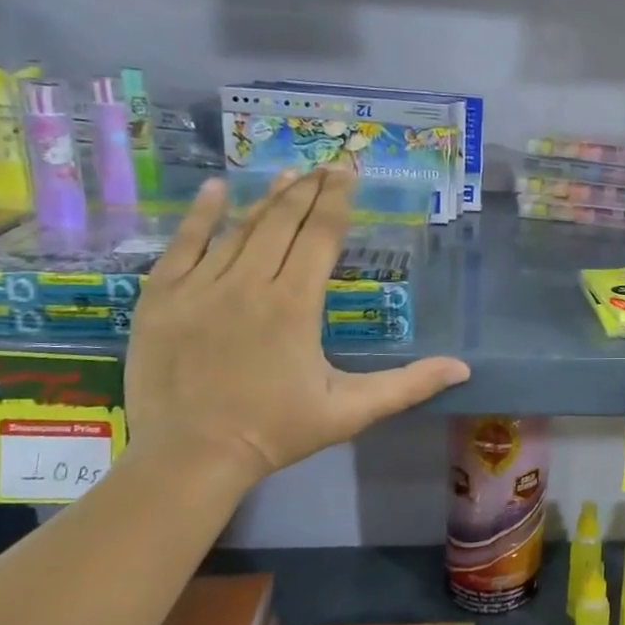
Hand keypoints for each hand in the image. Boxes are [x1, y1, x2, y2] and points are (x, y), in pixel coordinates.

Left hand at [125, 168, 469, 486]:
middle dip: (309, 189)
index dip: (337, 201)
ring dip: (267, 198)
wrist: (189, 459)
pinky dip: (201, 215)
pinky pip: (183, 245)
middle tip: (327, 164)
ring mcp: (200, 288)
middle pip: (283, 222)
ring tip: (289, 173)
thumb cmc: (277, 432)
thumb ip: (408, 385)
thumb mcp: (351, 412)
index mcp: (295, 305)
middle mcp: (249, 284)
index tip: (349, 172)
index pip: (321, 237)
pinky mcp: (161, 298)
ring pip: (239, 229)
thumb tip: (463, 368)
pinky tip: (217, 189)